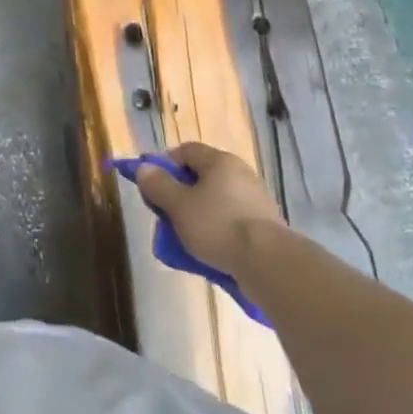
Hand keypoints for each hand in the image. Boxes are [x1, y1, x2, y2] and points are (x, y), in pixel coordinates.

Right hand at [136, 141, 286, 277]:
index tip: (153, 186)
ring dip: (199, 213)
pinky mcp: (264, 223)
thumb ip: (158, 185)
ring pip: (216, 199)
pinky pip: (231, 218)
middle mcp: (239, 172)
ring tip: (187, 237)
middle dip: (181, 192)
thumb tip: (144, 168)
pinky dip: (218, 228)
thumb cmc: (218, 226)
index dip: (165, 164)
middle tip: (168, 214)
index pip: (186, 150)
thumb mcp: (179, 206)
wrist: (268, 262)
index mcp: (219, 161)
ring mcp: (255, 197)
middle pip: (202, 175)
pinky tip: (211, 249)